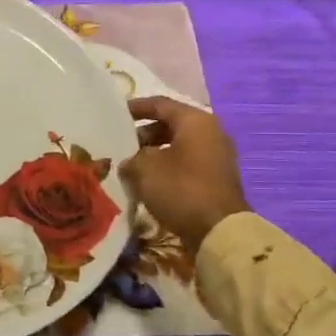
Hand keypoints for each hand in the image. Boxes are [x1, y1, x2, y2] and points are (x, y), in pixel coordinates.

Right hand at [120, 96, 249, 251]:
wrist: (218, 230)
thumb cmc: (180, 189)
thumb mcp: (144, 169)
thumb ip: (132, 158)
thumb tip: (130, 162)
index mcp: (195, 121)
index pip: (160, 104)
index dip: (136, 108)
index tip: (116, 115)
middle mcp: (211, 133)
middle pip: (171, 125)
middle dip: (144, 134)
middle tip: (122, 145)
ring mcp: (217, 157)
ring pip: (178, 146)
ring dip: (154, 153)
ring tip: (131, 166)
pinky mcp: (216, 179)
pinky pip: (187, 164)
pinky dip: (167, 168)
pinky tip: (149, 182)